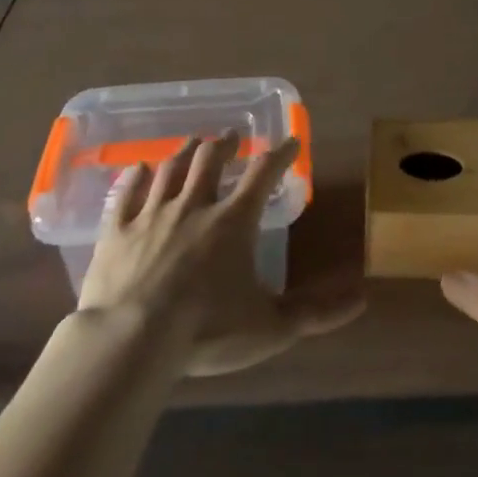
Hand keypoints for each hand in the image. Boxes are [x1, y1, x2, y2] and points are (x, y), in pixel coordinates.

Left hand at [77, 131, 362, 377]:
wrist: (132, 339)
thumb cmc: (207, 330)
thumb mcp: (270, 327)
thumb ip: (315, 312)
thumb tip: (361, 298)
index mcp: (233, 221)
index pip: (263, 174)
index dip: (279, 155)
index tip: (291, 141)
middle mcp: (194, 205)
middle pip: (211, 160)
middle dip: (225, 144)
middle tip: (232, 137)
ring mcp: (152, 213)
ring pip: (171, 168)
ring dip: (185, 151)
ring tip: (193, 141)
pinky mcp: (116, 230)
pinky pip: (127, 192)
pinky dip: (136, 176)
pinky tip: (140, 167)